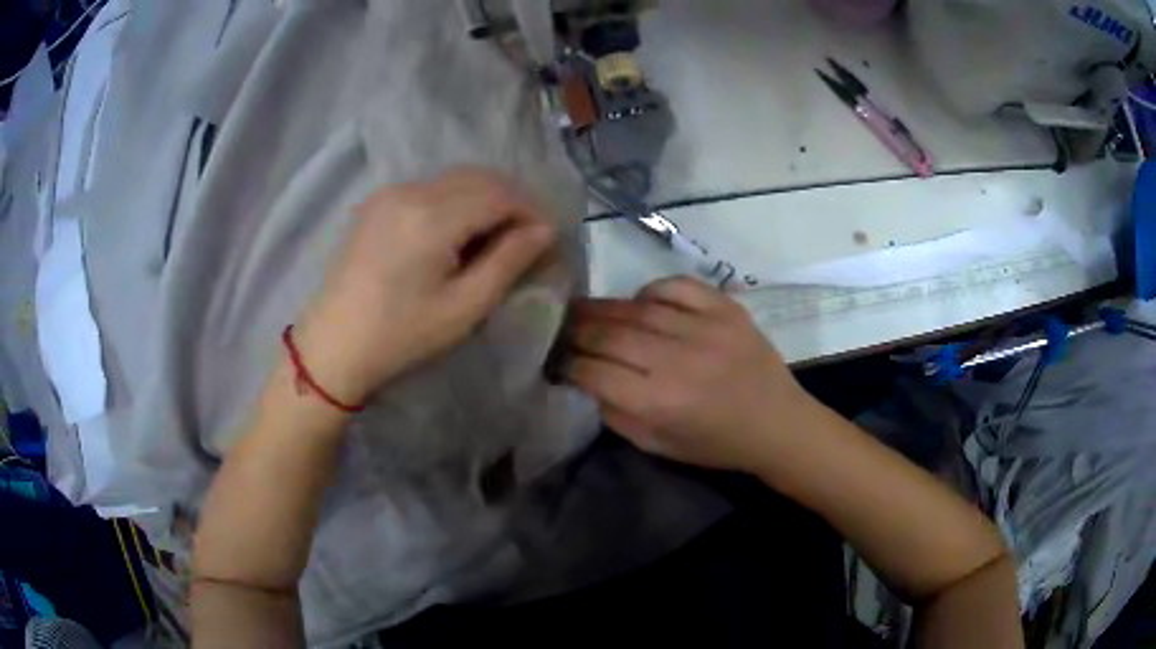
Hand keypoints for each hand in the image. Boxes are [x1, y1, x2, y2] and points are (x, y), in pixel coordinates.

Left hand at [294, 169, 555, 404]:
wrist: (334, 344)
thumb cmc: (401, 335)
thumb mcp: (464, 307)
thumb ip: (509, 261)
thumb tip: (545, 230)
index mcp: (433, 216)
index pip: (500, 193)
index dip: (532, 211)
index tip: (547, 240)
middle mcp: (411, 190)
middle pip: (479, 177)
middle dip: (511, 202)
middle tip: (526, 239)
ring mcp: (390, 193)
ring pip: (455, 180)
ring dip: (484, 200)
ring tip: (494, 239)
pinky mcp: (378, 203)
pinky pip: (430, 188)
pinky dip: (456, 202)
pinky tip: (456, 234)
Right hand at [563, 276, 818, 473]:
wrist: (778, 423)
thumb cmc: (716, 444)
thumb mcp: (657, 445)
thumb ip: (616, 413)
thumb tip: (587, 378)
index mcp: (659, 403)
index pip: (594, 371)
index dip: (567, 362)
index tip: (554, 357)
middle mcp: (677, 360)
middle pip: (609, 333)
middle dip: (576, 329)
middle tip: (558, 325)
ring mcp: (704, 328)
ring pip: (637, 308)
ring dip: (605, 308)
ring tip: (585, 309)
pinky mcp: (726, 309)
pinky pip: (675, 286)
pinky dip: (650, 291)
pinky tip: (641, 304)